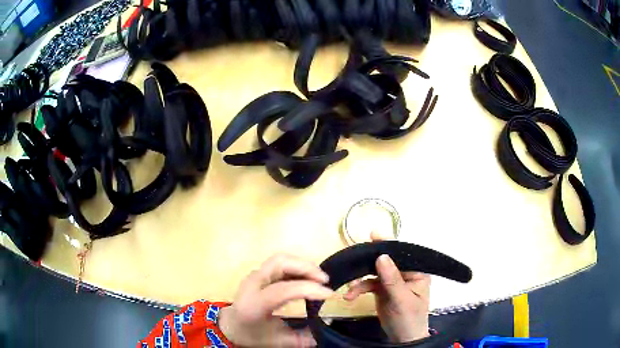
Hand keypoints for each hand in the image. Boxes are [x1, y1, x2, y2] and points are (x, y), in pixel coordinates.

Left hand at [218, 254, 333, 346]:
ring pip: (280, 259)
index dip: (308, 289)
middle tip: (324, 280)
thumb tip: (323, 335)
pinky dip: (296, 266)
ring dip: (302, 264)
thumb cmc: (251, 334)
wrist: (230, 325)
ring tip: (318, 278)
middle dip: (305, 267)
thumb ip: (301, 339)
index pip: (283, 289)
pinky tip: (307, 278)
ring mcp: (254, 276)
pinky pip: (279, 264)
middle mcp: (253, 284)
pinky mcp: (259, 274)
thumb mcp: (277, 341)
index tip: (329, 294)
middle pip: (279, 263)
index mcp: (255, 303)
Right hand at [344, 233, 430, 342]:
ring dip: (360, 280)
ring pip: (374, 273)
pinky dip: (358, 289)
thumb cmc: (409, 319)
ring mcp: (392, 281)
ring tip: (350, 289)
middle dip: (369, 262)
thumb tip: (382, 256)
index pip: (403, 254)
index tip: (374, 234)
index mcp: (417, 272)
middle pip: (386, 261)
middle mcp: (405, 273)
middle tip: (354, 257)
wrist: (402, 339)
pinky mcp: (382, 290)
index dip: (388, 244)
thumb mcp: (402, 300)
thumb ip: (392, 279)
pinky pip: (368, 284)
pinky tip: (349, 296)